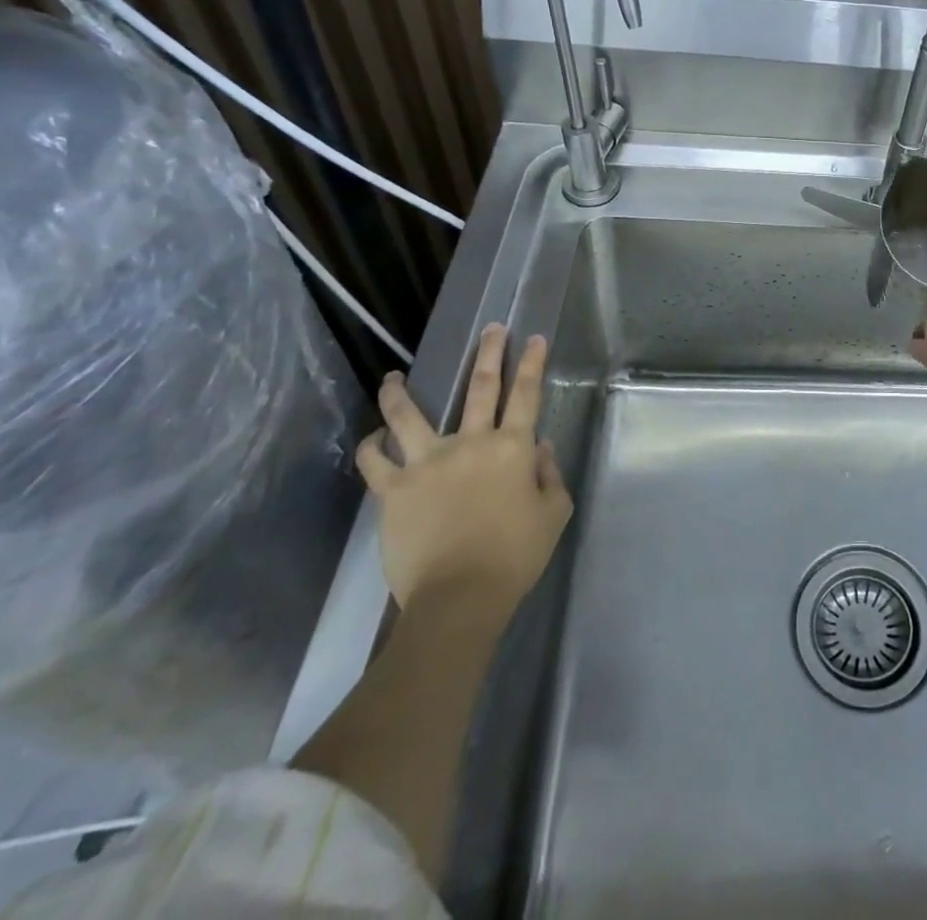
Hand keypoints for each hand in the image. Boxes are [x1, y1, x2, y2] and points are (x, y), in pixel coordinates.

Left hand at [358, 324, 572, 609]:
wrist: (459, 597)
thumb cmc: (515, 556)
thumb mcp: (554, 513)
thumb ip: (550, 474)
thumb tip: (540, 446)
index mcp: (512, 448)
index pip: (526, 394)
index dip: (533, 363)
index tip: (534, 338)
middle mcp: (470, 443)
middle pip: (479, 387)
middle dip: (488, 353)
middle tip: (491, 328)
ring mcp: (426, 463)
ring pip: (408, 414)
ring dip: (400, 391)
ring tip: (394, 375)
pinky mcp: (393, 490)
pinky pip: (374, 460)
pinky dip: (371, 444)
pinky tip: (373, 437)